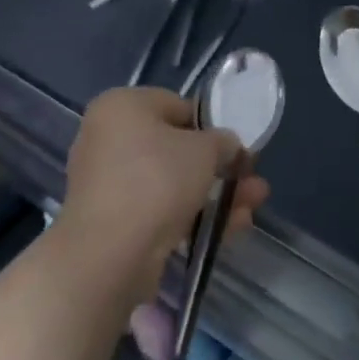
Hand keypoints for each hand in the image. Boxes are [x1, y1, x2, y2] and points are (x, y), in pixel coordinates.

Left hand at [58, 87, 269, 305]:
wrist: (110, 253)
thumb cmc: (157, 180)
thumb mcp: (205, 150)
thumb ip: (222, 142)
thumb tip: (226, 147)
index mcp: (121, 107)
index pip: (176, 106)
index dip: (213, 126)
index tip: (238, 149)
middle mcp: (108, 139)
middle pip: (176, 149)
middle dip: (220, 168)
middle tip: (251, 181)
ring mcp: (108, 183)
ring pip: (172, 184)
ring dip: (214, 195)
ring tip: (251, 209)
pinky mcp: (114, 222)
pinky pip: (160, 211)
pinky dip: (192, 217)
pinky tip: (229, 230)